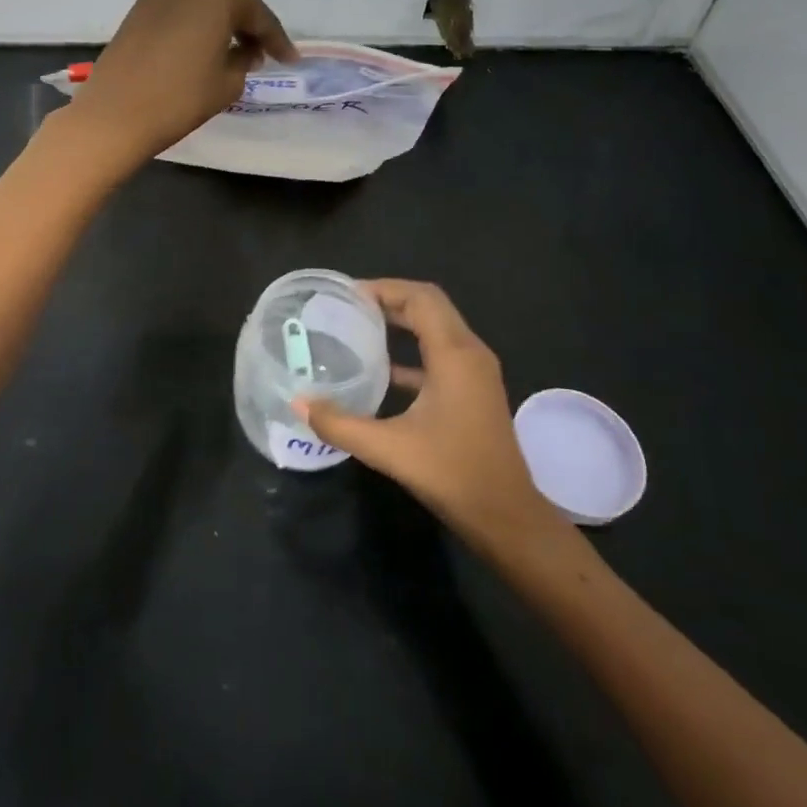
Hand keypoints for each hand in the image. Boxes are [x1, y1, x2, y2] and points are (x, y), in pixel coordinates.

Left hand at [65, 0, 296, 170]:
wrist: (116, 112)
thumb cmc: (181, 96)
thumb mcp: (229, 82)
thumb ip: (245, 59)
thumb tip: (245, 51)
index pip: (258, 16)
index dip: (277, 41)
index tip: (291, 60)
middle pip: (230, 2)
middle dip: (248, 27)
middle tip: (263, 54)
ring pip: (204, 3)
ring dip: (221, 23)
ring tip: (235, 53)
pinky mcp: (140, 4)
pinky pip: (181, 9)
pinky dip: (196, 24)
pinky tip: (204, 46)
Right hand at [299, 280, 581, 560]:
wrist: (507, 517)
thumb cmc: (453, 474)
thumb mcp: (389, 449)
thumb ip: (340, 424)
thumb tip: (299, 404)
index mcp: (454, 354)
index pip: (420, 298)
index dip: (385, 288)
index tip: (348, 295)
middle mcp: (470, 352)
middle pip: (430, 305)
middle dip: (391, 299)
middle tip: (349, 307)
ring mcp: (476, 372)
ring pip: (438, 327)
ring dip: (403, 321)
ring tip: (361, 326)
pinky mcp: (474, 390)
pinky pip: (442, 353)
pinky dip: (413, 349)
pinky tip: (384, 370)